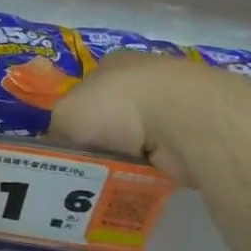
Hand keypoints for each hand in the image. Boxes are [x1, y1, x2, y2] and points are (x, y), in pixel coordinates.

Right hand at [49, 52, 237, 185]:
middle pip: (111, 118)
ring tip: (108, 186)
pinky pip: (160, 158)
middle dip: (100, 144)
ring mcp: (171, 105)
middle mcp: (142, 79)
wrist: (182, 119)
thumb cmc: (116, 106)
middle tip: (82, 175)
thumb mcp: (65, 116)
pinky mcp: (193, 132)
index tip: (67, 149)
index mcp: (111, 64)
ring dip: (125, 161)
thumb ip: (56, 132)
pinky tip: (138, 185)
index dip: (74, 120)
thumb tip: (56, 151)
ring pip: (136, 140)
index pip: (85, 92)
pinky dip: (149, 171)